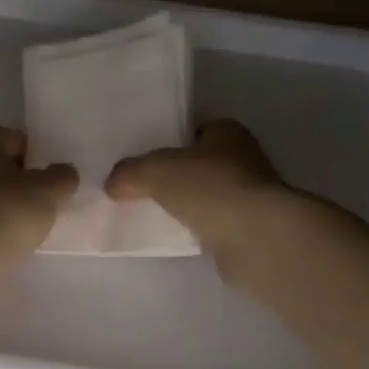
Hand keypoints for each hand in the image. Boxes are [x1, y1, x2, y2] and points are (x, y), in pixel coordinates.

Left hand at [0, 126, 77, 256]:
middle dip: (17, 182)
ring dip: (0, 205)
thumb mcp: (49, 192)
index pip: (15, 140)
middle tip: (41, 204)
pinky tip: (1, 242)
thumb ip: (62, 177)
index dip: (37, 158)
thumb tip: (63, 173)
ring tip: (24, 227)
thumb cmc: (6, 212)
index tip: (51, 181)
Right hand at [105, 119, 292, 268]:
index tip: (145, 157)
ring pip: (207, 196)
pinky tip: (174, 236)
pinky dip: (196, 229)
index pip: (195, 131)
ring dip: (187, 204)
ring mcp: (249, 196)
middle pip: (200, 164)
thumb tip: (113, 184)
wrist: (256, 237)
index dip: (170, 141)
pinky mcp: (249, 229)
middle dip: (176, 175)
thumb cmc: (210, 187)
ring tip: (151, 214)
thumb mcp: (156, 170)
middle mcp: (244, 159)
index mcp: (228, 133)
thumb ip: (130, 172)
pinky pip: (213, 224)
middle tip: (140, 187)